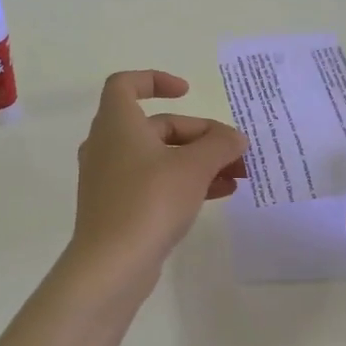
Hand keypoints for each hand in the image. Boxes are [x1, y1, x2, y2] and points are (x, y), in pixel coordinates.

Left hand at [66, 70, 246, 289]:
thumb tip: (235, 138)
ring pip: (159, 157)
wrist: (111, 266)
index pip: (126, 84)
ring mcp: (110, 178)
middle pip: (157, 125)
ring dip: (198, 161)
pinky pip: (154, 182)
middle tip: (235, 151)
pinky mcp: (118, 207)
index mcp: (117, 123)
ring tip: (238, 175)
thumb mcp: (193, 167)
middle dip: (199, 134)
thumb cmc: (149, 201)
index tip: (187, 92)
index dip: (155, 80)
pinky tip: (220, 194)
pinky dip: (184, 182)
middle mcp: (107, 145)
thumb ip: (219, 145)